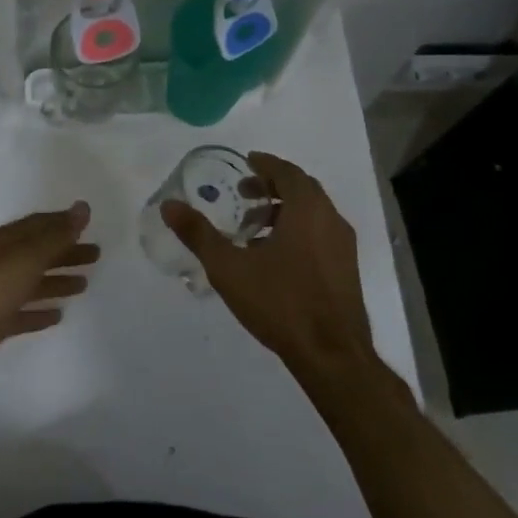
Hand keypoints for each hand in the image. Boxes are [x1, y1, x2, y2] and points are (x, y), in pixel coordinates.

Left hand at [0, 203, 98, 401]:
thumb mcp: (23, 259)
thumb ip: (54, 236)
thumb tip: (82, 208)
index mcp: (0, 242)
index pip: (37, 225)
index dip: (63, 224)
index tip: (89, 225)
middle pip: (36, 253)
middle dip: (65, 252)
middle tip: (96, 256)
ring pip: (30, 282)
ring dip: (56, 280)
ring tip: (84, 284)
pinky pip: (21, 312)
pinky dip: (39, 311)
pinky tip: (57, 315)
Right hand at [162, 153, 374, 383]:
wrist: (331, 354)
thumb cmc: (280, 302)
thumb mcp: (229, 268)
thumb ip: (198, 234)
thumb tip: (169, 206)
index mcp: (307, 210)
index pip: (288, 172)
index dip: (265, 164)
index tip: (246, 162)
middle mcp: (331, 219)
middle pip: (302, 189)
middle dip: (273, 186)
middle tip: (244, 194)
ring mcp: (344, 246)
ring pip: (313, 214)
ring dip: (284, 211)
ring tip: (252, 230)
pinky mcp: (347, 270)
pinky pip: (320, 235)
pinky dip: (297, 231)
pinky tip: (274, 259)